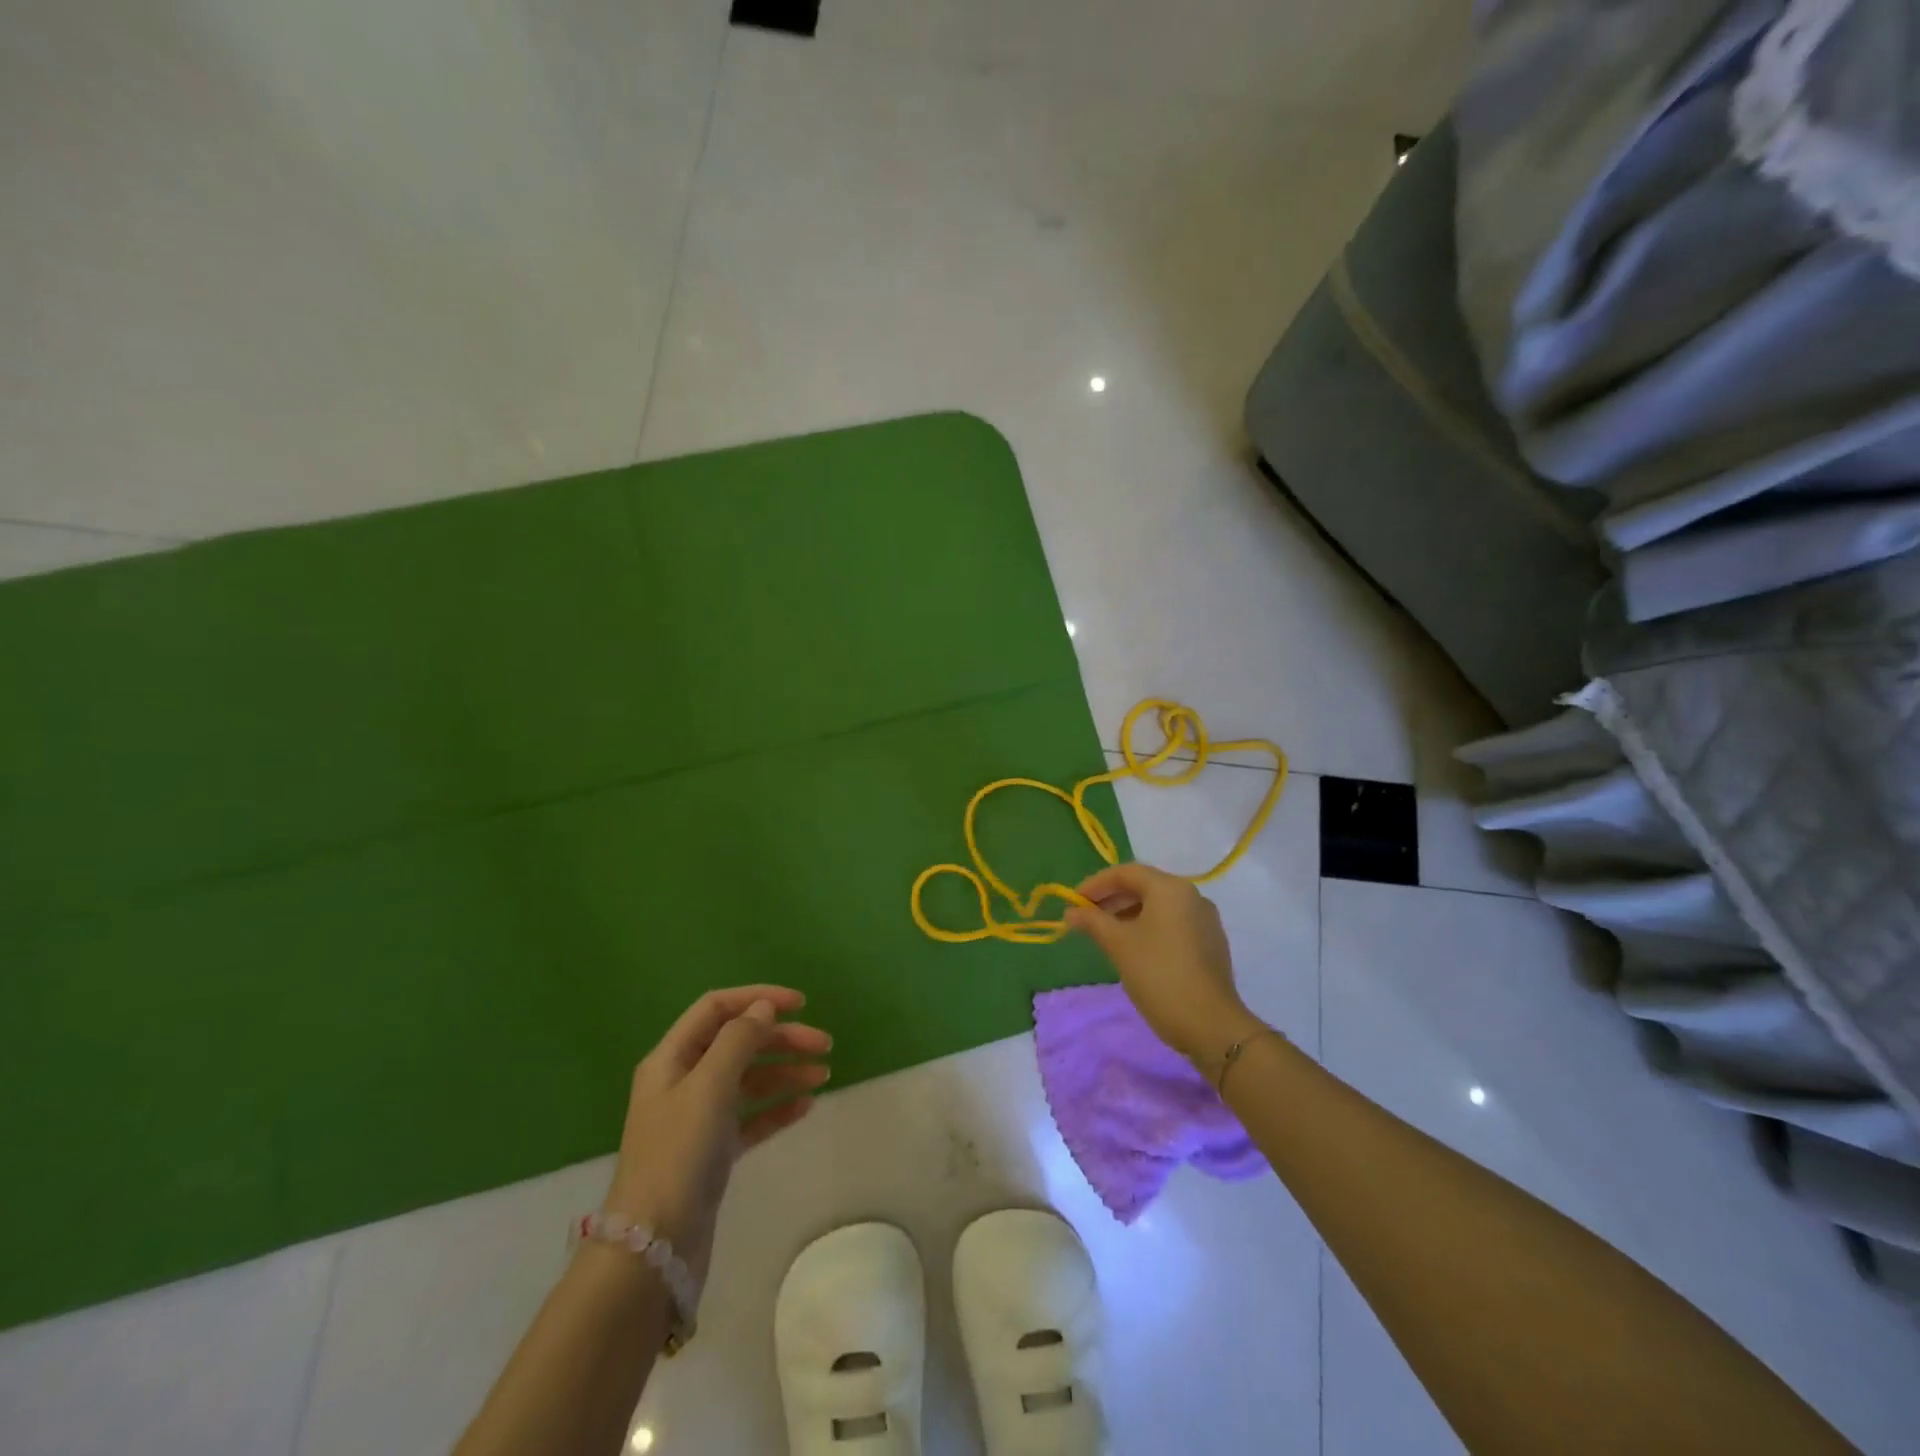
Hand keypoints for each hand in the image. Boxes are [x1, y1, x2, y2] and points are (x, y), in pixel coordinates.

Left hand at [602, 985, 831, 1280]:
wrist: (654, 1248)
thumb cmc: (678, 1154)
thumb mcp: (709, 1086)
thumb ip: (739, 1040)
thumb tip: (763, 1008)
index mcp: (672, 1058)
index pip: (717, 1008)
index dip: (758, 998)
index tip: (800, 1004)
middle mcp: (684, 1081)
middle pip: (738, 1043)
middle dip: (782, 1038)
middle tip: (824, 1045)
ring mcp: (699, 1118)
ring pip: (749, 1079)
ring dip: (785, 1071)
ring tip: (824, 1075)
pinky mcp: (714, 1152)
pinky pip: (752, 1117)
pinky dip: (778, 1107)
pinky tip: (806, 1106)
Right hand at [1065, 863, 1262, 1062]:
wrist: (1210, 1025)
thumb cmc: (1159, 975)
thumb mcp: (1119, 944)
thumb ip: (1092, 921)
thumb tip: (1071, 912)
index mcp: (1171, 888)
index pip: (1126, 872)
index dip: (1095, 884)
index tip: (1073, 903)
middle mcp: (1192, 896)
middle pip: (1144, 886)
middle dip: (1111, 899)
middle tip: (1085, 918)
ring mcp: (1205, 920)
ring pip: (1158, 906)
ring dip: (1128, 914)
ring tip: (1105, 934)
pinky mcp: (1210, 943)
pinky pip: (1172, 923)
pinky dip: (1148, 927)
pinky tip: (1133, 948)